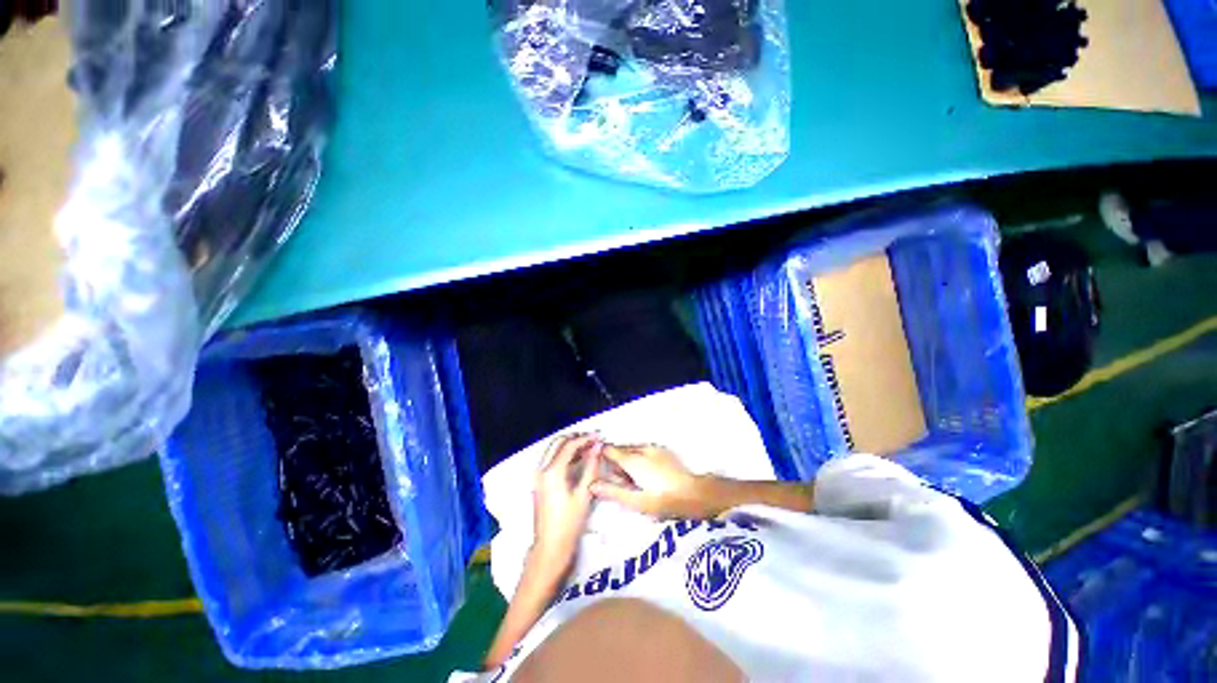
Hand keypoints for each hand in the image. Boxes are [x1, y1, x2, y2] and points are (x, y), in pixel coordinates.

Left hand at [531, 434, 602, 576]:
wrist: (550, 548)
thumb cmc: (569, 523)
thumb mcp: (584, 493)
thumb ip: (591, 466)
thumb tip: (598, 446)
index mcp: (552, 471)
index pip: (569, 445)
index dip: (586, 438)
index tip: (599, 436)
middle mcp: (541, 469)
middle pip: (558, 442)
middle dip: (576, 438)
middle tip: (593, 439)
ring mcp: (537, 475)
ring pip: (553, 449)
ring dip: (569, 445)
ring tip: (588, 447)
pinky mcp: (539, 482)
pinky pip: (551, 459)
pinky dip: (564, 454)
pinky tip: (578, 458)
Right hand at [590, 444, 708, 518]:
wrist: (695, 494)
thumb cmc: (663, 501)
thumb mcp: (636, 502)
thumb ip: (613, 492)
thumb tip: (591, 485)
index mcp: (633, 459)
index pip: (609, 451)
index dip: (600, 457)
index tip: (597, 469)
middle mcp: (642, 448)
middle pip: (621, 450)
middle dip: (615, 462)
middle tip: (618, 482)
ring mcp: (654, 448)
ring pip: (632, 450)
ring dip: (627, 460)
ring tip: (632, 481)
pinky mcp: (663, 451)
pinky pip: (643, 451)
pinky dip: (638, 459)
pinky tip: (644, 475)